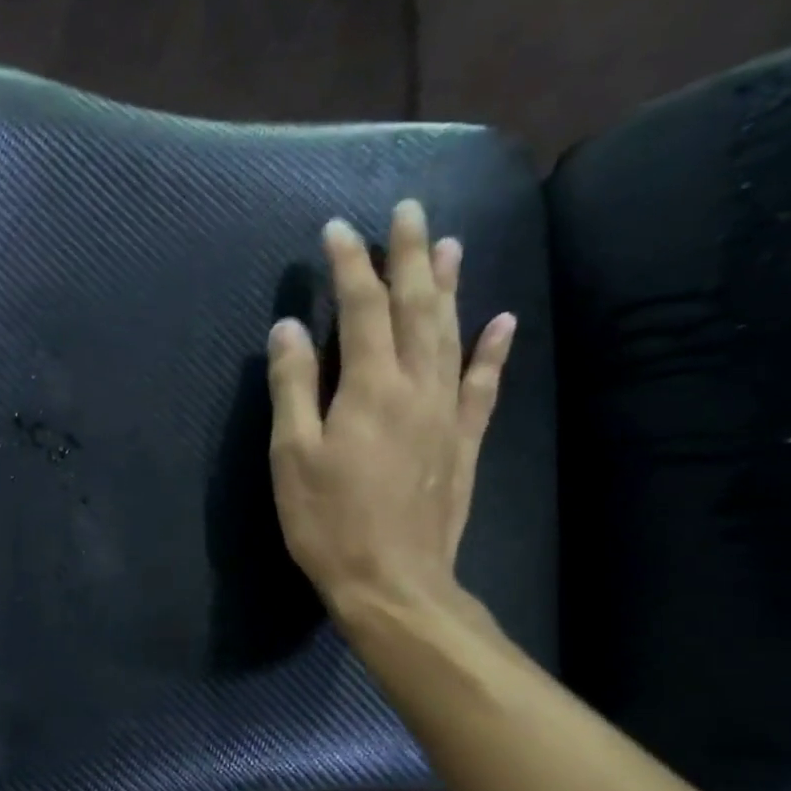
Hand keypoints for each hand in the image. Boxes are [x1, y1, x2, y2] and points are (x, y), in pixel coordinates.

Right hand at [267, 199, 516, 617]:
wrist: (393, 580)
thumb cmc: (327, 520)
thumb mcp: (291, 455)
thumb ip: (292, 388)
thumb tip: (289, 328)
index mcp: (370, 388)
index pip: (362, 310)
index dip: (350, 266)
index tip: (337, 229)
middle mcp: (418, 387)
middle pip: (417, 309)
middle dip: (409, 257)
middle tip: (409, 210)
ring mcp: (448, 413)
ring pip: (453, 335)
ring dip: (449, 287)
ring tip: (449, 245)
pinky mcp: (463, 441)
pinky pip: (484, 384)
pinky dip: (493, 349)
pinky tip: (501, 321)